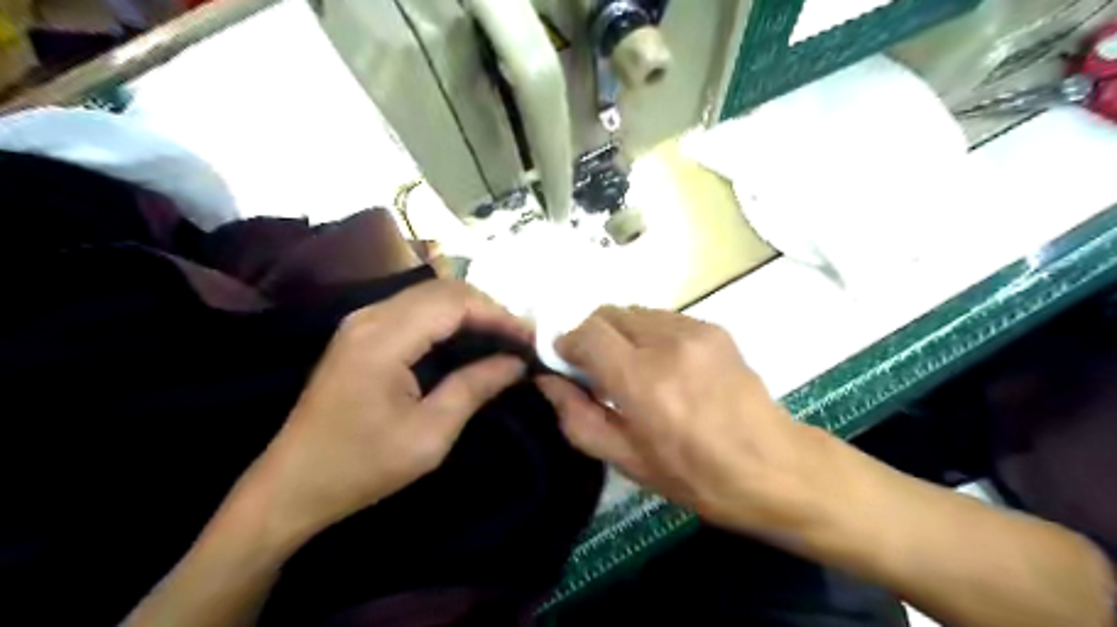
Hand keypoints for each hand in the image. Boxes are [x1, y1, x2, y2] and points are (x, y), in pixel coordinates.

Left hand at [256, 278, 532, 538]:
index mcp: (384, 338)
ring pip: (430, 295)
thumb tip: (517, 363)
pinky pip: (415, 310)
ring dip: (470, 311)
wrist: (292, 485)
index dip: (498, 314)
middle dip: (488, 309)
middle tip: (521, 339)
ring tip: (503, 339)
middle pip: (443, 289)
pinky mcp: (361, 333)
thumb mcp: (430, 435)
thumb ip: (475, 388)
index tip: (531, 339)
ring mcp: (362, 321)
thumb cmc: (362, 467)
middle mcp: (371, 316)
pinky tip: (468, 340)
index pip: (455, 302)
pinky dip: (448, 319)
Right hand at [538, 307, 832, 536]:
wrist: (775, 467)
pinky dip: (649, 334)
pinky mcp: (714, 328)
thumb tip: (548, 382)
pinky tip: (665, 366)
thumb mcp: (628, 461)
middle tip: (599, 371)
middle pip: (608, 313)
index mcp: (643, 381)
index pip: (587, 333)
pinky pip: (662, 318)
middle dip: (592, 336)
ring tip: (635, 370)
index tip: (568, 365)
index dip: (568, 344)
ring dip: (621, 334)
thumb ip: (578, 418)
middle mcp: (668, 343)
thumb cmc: (697, 476)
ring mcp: (695, 330)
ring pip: (634, 312)